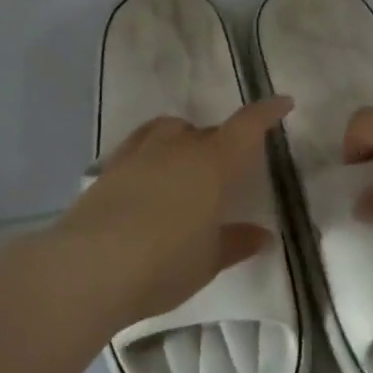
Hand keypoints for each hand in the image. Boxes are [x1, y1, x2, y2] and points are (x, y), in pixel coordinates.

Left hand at [58, 96, 292, 325]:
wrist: (89, 268)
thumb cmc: (163, 263)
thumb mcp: (208, 260)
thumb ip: (236, 242)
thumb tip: (263, 235)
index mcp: (213, 163)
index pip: (247, 126)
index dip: (267, 113)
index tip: (283, 104)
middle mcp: (178, 147)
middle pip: (208, 131)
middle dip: (223, 142)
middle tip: (229, 169)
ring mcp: (140, 153)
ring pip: (169, 129)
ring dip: (184, 139)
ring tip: (186, 165)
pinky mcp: (110, 167)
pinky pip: (139, 144)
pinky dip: (152, 151)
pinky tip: (149, 177)